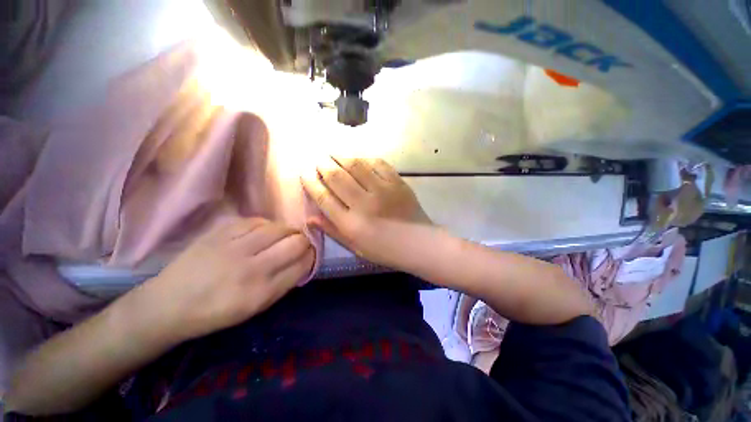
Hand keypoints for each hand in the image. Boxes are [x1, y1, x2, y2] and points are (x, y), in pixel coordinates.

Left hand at [139, 218, 314, 342]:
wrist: (169, 305)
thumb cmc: (216, 312)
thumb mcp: (256, 307)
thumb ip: (284, 282)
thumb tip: (303, 260)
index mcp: (263, 292)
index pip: (303, 264)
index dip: (312, 256)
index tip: (311, 254)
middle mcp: (253, 268)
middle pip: (296, 242)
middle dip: (305, 241)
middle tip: (301, 243)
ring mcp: (235, 247)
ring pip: (279, 228)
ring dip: (288, 230)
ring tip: (285, 235)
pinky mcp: (220, 233)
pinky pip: (256, 221)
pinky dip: (267, 225)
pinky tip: (264, 231)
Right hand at [301, 157, 430, 261]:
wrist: (419, 243)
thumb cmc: (386, 250)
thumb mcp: (356, 247)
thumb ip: (333, 230)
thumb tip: (310, 216)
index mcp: (352, 224)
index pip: (324, 198)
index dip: (311, 184)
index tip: (304, 173)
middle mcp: (364, 204)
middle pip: (337, 177)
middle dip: (323, 165)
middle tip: (318, 160)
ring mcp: (383, 190)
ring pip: (356, 166)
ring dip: (341, 157)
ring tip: (333, 154)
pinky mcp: (398, 183)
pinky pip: (378, 164)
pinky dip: (366, 159)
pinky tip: (359, 158)